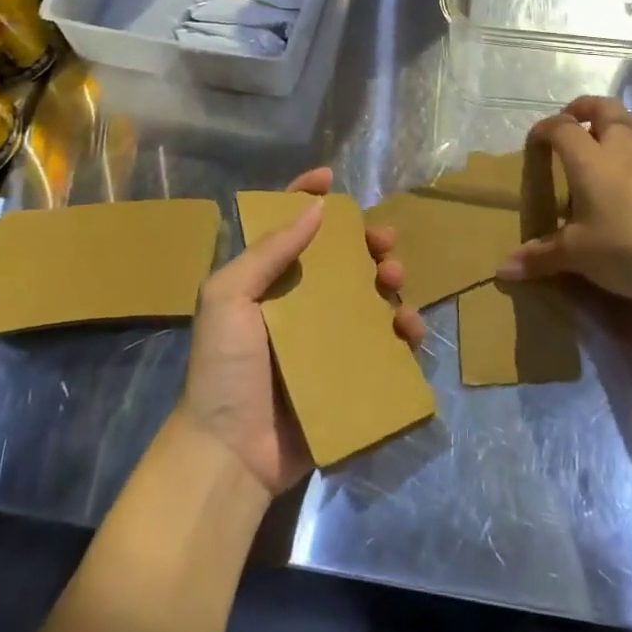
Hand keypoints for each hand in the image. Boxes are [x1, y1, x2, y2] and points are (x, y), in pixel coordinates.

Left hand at [179, 169, 421, 496]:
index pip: (288, 226)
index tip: (330, 178)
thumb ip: (268, 252)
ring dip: (390, 281)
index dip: (306, 197)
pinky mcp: (349, 375)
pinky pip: (385, 345)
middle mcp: (301, 303)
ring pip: (370, 296)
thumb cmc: (223, 367)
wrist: (230, 453)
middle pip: (342, 259)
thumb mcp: (229, 297)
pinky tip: (408, 329)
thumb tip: (314, 208)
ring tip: (396, 281)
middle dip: (367, 242)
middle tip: (383, 242)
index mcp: (268, 281)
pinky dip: (402, 331)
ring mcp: (327, 340)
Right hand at [497, 96, 631, 310]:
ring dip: (627, 124)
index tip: (535, 140)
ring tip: (614, 139)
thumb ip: (539, 256)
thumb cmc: (625, 249)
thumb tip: (503, 270)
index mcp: (589, 160)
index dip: (546, 128)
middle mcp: (622, 151)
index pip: (562, 128)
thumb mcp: (575, 255)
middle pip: (607, 109)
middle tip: (575, 120)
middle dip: (588, 108)